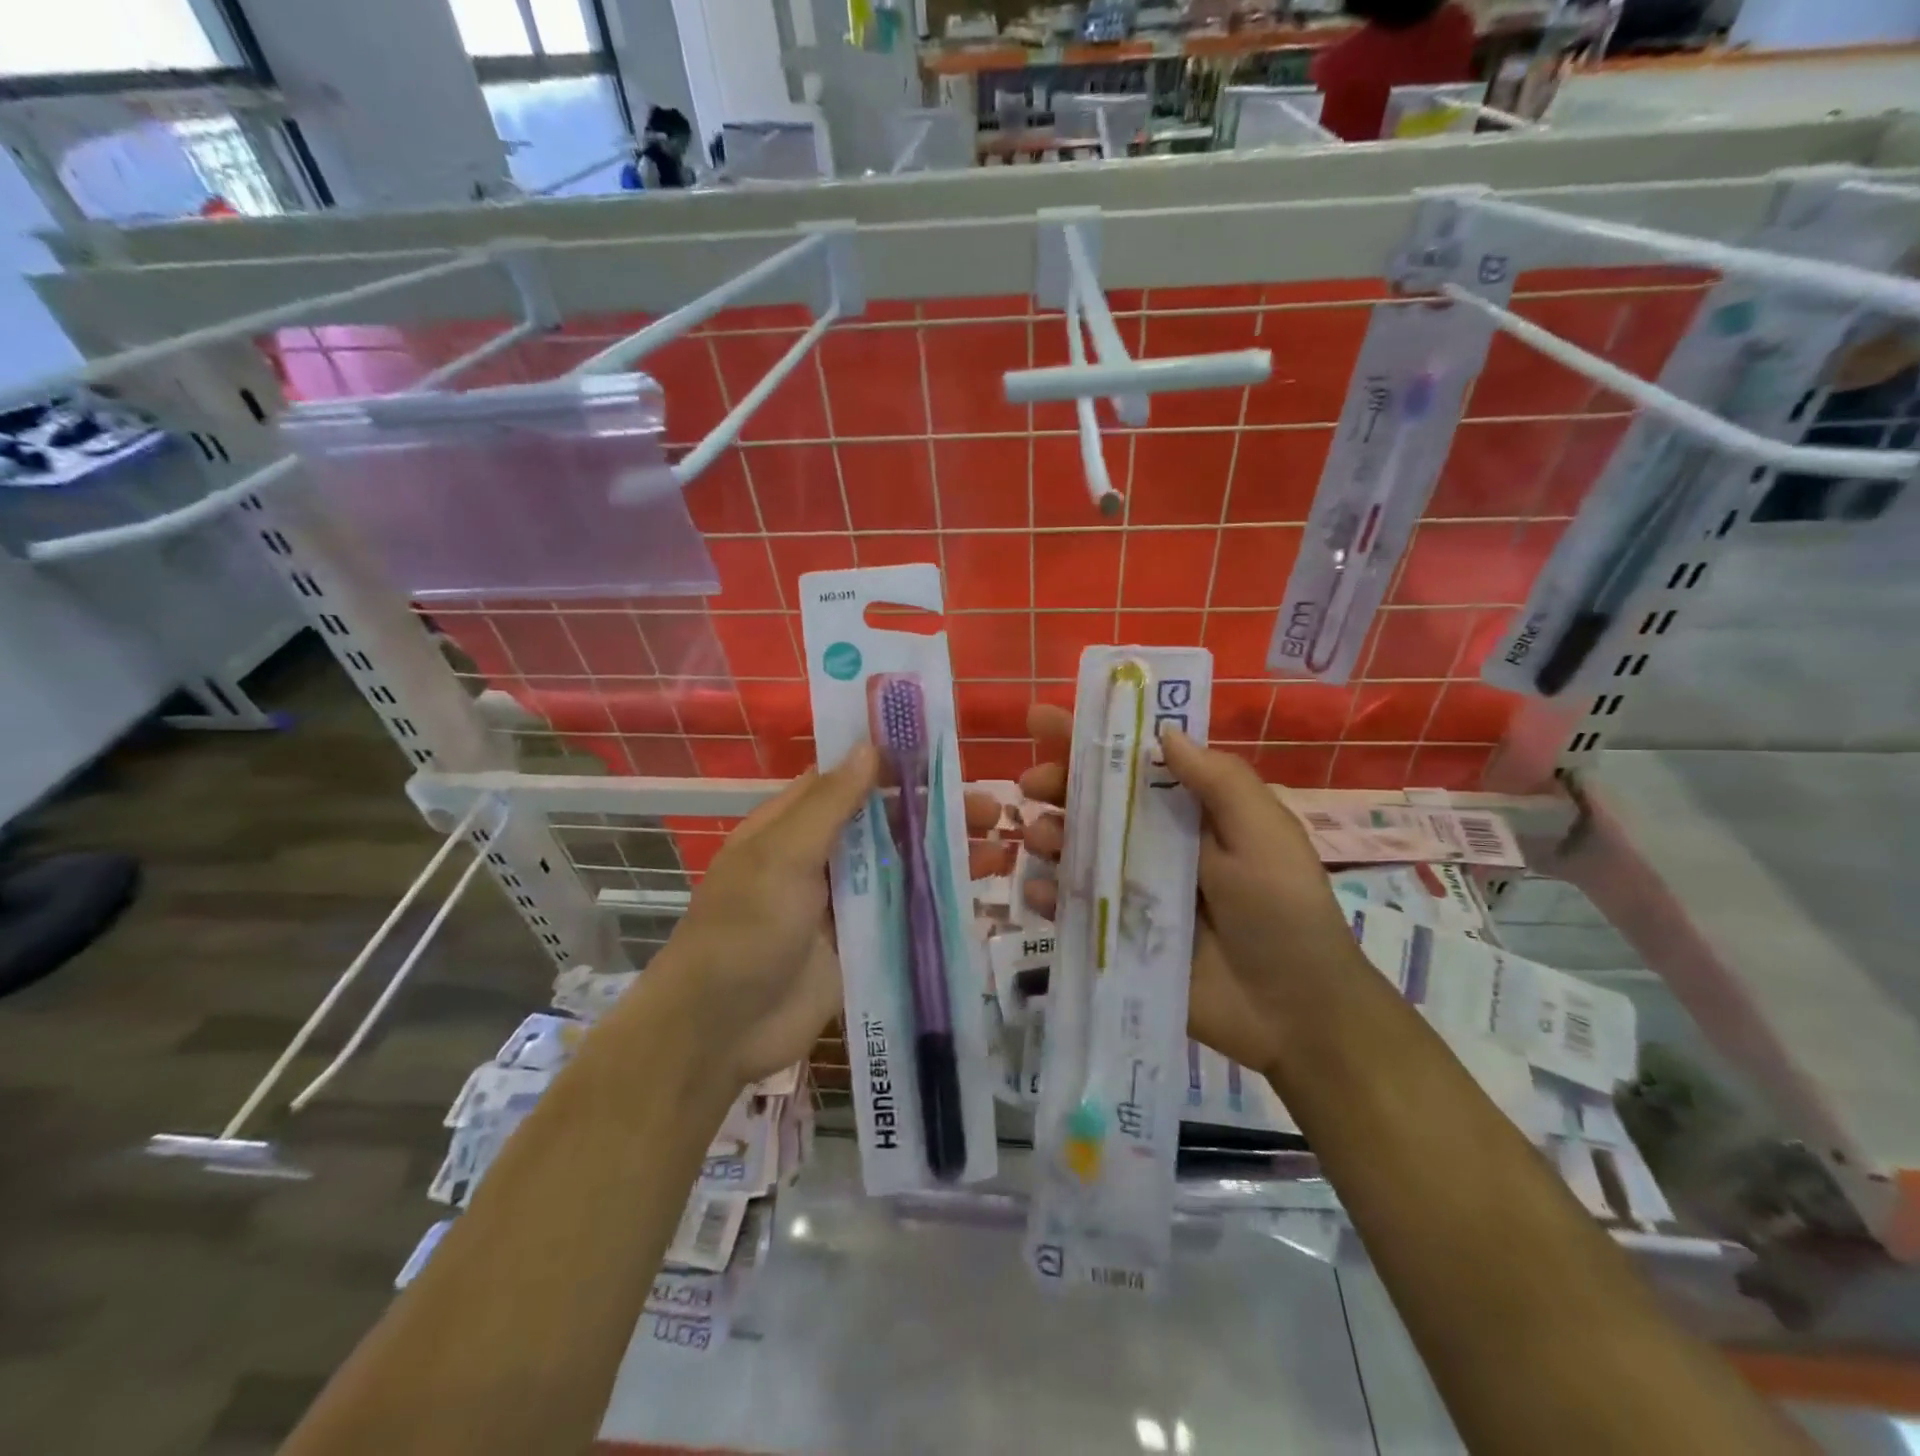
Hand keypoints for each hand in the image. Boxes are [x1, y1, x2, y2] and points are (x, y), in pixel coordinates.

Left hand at [663, 750, 1013, 1089]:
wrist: (722, 1031)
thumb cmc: (745, 929)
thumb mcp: (782, 856)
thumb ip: (830, 805)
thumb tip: (869, 747)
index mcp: (793, 825)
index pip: (849, 780)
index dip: (892, 763)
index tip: (944, 750)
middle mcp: (822, 857)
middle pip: (886, 823)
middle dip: (934, 811)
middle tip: (990, 807)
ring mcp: (845, 902)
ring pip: (903, 866)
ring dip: (946, 853)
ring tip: (999, 846)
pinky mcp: (864, 944)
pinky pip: (906, 913)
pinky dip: (939, 900)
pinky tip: (979, 892)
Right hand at [1018, 704, 1360, 1074]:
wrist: (1294, 1012)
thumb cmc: (1283, 911)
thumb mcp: (1264, 834)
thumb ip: (1218, 782)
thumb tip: (1163, 732)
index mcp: (1190, 813)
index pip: (1135, 762)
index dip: (1091, 737)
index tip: (1042, 718)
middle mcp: (1155, 844)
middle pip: (1094, 802)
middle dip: (1058, 784)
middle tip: (1032, 783)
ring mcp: (1132, 890)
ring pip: (1076, 850)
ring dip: (1048, 834)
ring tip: (1040, 836)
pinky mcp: (1118, 935)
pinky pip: (1072, 908)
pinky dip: (1049, 895)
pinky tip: (1038, 891)